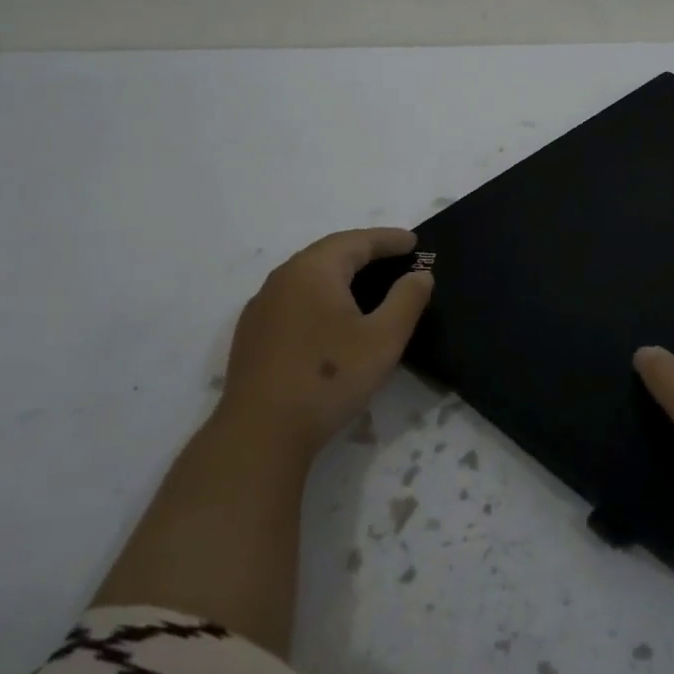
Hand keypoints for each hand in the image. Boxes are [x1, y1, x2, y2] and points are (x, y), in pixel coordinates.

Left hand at [216, 228, 433, 462]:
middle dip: (364, 250)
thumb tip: (420, 274)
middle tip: (395, 256)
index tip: (414, 242)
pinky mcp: (253, 333)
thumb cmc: (328, 379)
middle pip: (330, 252)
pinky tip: (331, 315)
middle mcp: (283, 277)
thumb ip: (406, 300)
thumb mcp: (383, 340)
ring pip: (309, 274)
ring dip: (340, 272)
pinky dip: (320, 294)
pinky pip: (294, 297)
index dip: (389, 239)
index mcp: (314, 270)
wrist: (259, 435)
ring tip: (368, 281)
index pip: (358, 241)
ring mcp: (262, 305)